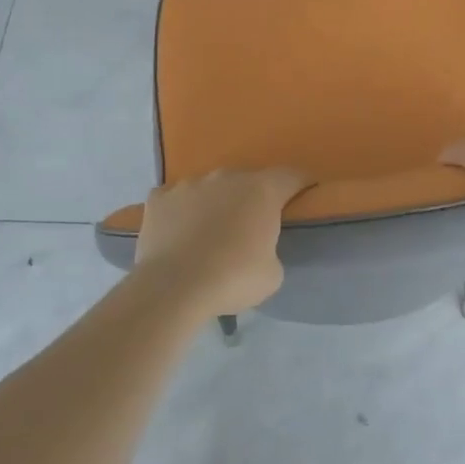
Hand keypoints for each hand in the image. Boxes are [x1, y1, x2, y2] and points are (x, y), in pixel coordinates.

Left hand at [133, 168, 309, 319]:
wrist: (173, 287)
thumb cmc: (233, 278)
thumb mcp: (272, 274)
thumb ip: (272, 251)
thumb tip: (260, 249)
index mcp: (262, 190)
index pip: (292, 176)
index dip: (302, 184)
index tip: (305, 194)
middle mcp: (227, 177)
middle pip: (247, 180)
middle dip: (252, 198)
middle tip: (251, 225)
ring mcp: (189, 184)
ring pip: (209, 188)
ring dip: (215, 203)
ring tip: (210, 230)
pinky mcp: (158, 198)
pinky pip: (175, 199)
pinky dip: (180, 211)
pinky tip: (177, 231)